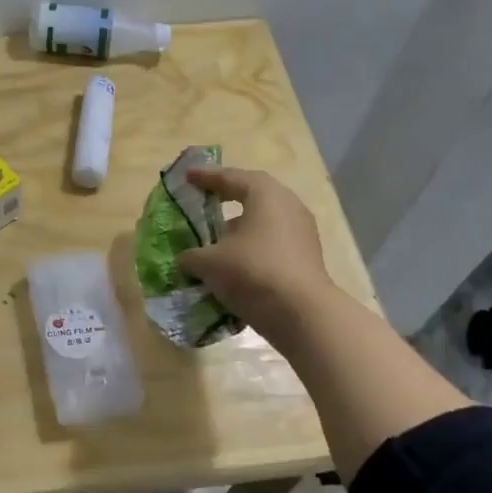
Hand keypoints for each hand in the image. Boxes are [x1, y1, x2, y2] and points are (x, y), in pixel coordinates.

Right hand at [175, 167, 336, 344]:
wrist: (301, 314)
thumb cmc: (252, 271)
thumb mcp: (209, 262)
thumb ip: (192, 256)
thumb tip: (186, 259)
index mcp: (265, 194)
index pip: (231, 178)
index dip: (206, 177)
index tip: (188, 177)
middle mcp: (288, 207)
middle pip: (252, 198)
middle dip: (226, 202)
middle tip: (203, 203)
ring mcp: (301, 234)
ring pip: (263, 225)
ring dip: (238, 231)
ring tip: (214, 242)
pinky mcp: (305, 260)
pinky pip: (271, 247)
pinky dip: (250, 252)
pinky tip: (232, 267)